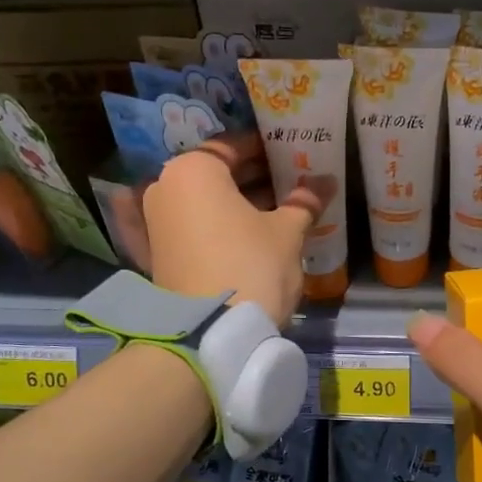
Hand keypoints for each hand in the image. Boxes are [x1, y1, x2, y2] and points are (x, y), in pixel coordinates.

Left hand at [134, 137, 325, 327]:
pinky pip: (192, 228)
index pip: (233, 146)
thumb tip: (326, 181)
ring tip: (279, 209)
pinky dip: (215, 227)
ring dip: (237, 203)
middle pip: (215, 174)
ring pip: (204, 202)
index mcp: (193, 170)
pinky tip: (244, 232)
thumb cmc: (251, 266)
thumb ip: (304, 202)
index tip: (293, 152)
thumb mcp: (287, 232)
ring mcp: (155, 223)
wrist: (210, 334)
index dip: (267, 148)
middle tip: (291, 181)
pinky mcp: (157, 256)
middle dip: (253, 177)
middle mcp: (164, 188)